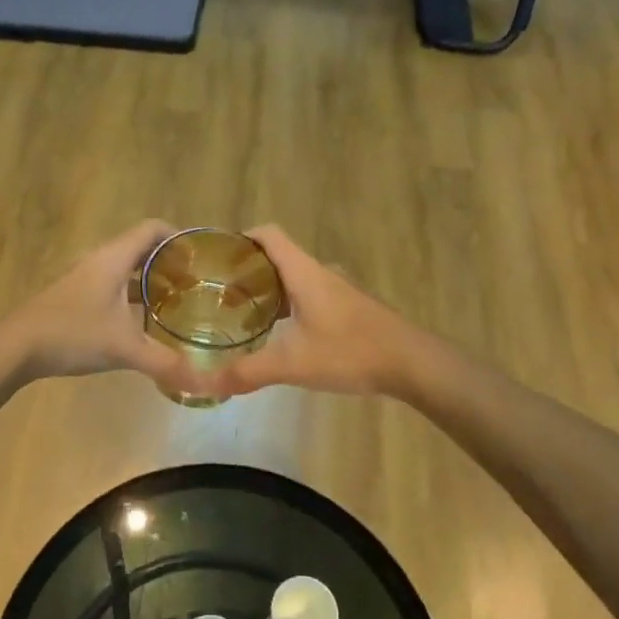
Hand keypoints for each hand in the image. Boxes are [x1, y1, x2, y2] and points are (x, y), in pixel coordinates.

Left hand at [4, 220, 196, 389]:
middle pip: (141, 247)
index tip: (200, 260)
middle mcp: (100, 259)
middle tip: (194, 285)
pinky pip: (111, 283)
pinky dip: (130, 294)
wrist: (16, 346)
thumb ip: (164, 362)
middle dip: (169, 262)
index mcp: (114, 257)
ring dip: (149, 279)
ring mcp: (84, 276)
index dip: (179, 238)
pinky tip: (140, 320)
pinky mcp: (75, 295)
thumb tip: (203, 381)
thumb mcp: (123, 348)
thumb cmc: (72, 334)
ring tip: (174, 302)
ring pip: (125, 268)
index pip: (153, 229)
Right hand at [202, 226, 430, 398]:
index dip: (241, 238)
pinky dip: (290, 306)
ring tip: (244, 314)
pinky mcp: (350, 309)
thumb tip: (206, 384)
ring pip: (295, 279)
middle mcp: (320, 273)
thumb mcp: (293, 364)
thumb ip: (248, 372)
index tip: (217, 257)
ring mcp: (338, 290)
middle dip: (248, 271)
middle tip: (220, 293)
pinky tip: (283, 334)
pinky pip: (310, 296)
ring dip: (270, 290)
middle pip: (277, 257)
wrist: (412, 364)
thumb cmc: (351, 352)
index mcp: (304, 272)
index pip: (268, 235)